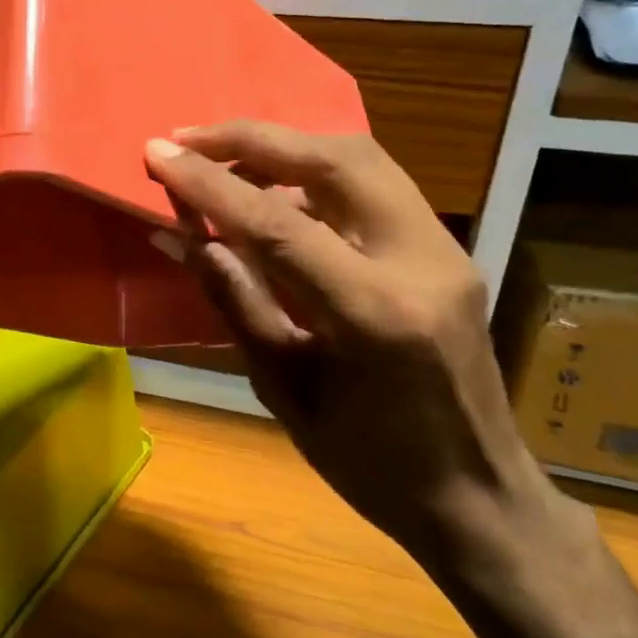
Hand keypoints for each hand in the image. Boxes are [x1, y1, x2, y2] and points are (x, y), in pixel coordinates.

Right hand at [144, 122, 553, 558]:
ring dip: (286, 148)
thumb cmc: (371, 464)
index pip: (279, 223)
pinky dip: (314, 176)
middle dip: (254, 138)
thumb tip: (176, 237)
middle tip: (190, 139)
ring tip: (223, 161)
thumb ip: (234, 299)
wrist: (481, 500)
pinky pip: (373, 187)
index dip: (209, 183)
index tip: (156, 153)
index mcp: (375, 313)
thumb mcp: (285, 388)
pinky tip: (274, 196)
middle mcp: (421, 261)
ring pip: (362, 159)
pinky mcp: (446, 250)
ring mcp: (444, 250)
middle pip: (337, 159)